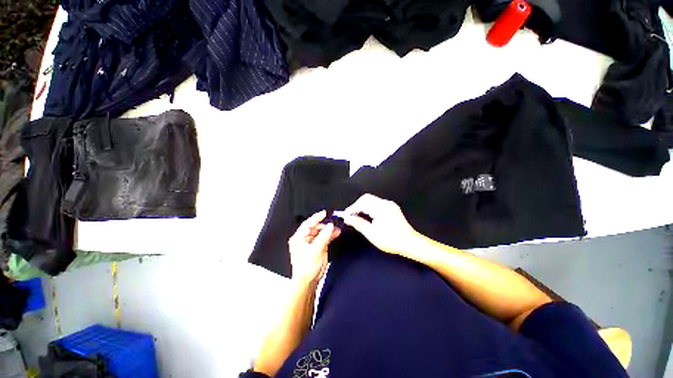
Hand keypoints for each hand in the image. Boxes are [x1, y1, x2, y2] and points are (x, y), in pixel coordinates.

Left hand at [288, 210, 340, 284]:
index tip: (324, 213)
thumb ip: (323, 237)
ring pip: (321, 232)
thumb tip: (330, 227)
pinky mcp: (318, 247)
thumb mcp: (314, 251)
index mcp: (299, 238)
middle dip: (325, 225)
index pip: (307, 224)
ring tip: (337, 228)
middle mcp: (305, 239)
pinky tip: (336, 233)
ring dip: (329, 230)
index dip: (316, 218)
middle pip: (315, 227)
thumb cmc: (306, 269)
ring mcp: (312, 243)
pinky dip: (331, 235)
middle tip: (334, 222)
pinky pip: (325, 238)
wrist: (308, 282)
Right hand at [335, 194, 419, 255]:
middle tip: (350, 215)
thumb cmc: (391, 240)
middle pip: (366, 198)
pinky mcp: (391, 207)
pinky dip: (369, 206)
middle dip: (356, 205)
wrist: (410, 243)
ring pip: (371, 199)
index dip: (352, 208)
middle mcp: (385, 203)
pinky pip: (376, 202)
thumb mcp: (372, 234)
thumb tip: (347, 218)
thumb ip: (358, 224)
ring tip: (357, 215)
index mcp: (381, 208)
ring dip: (362, 205)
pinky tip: (366, 215)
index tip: (345, 215)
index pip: (362, 203)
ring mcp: (389, 204)